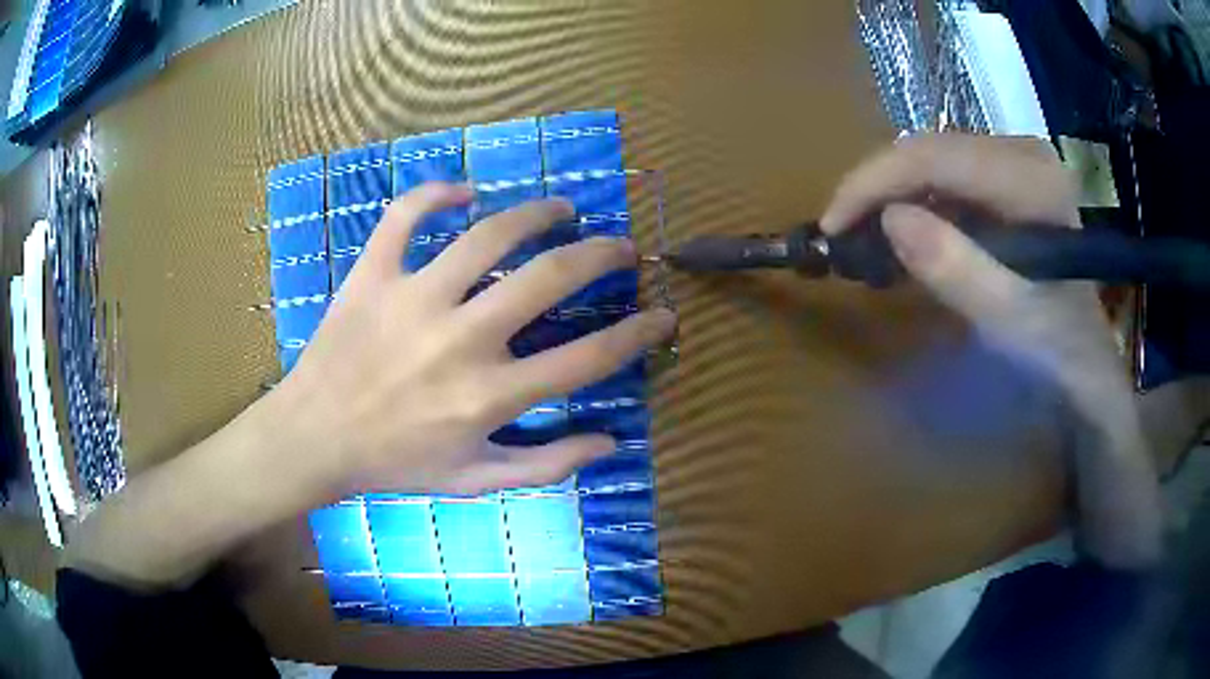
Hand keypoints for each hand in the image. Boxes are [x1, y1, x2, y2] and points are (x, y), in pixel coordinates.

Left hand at [274, 183, 675, 498]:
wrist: (315, 439)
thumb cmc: (395, 463)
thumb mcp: (476, 481)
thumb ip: (548, 465)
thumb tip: (610, 441)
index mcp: (490, 395)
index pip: (588, 358)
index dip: (638, 333)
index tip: (663, 315)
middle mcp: (461, 339)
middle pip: (550, 278)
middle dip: (601, 255)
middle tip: (620, 246)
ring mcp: (413, 298)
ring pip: (489, 234)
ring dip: (536, 213)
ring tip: (561, 208)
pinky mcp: (372, 274)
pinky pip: (406, 215)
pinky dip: (436, 193)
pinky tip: (464, 193)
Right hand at [821, 134, 1162, 568]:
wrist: (1090, 372)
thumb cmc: (1059, 356)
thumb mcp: (1013, 325)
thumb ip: (961, 272)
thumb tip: (890, 221)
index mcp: (1032, 178)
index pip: (935, 156)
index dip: (874, 183)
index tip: (831, 225)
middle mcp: (1023, 153)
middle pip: (929, 149)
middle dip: (877, 188)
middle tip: (843, 236)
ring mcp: (1017, 165)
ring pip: (934, 160)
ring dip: (893, 195)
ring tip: (866, 239)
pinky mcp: (1009, 184)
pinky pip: (948, 179)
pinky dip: (917, 205)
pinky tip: (905, 237)